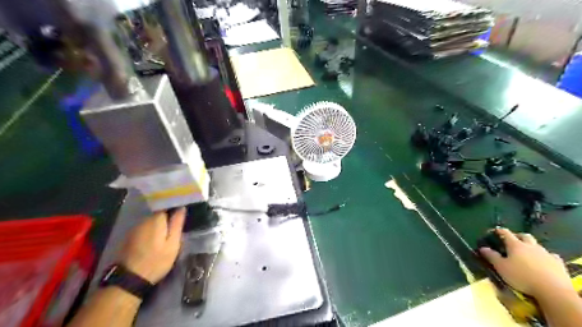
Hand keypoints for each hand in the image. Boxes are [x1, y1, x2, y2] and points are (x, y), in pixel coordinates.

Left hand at [119, 210, 185, 283]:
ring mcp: (134, 229)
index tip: (181, 215)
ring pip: (150, 222)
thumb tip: (181, 208)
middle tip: (175, 228)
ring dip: (158, 226)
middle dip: (166, 219)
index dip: (174, 209)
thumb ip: (177, 224)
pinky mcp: (128, 238)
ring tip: (165, 235)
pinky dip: (150, 232)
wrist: (129, 280)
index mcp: (156, 220)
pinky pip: (143, 229)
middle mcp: (143, 221)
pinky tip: (153, 241)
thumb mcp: (173, 244)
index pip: (166, 207)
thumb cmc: (156, 261)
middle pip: (158, 214)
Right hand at [477, 229, 571, 296]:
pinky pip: (551, 255)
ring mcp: (546, 254)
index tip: (493, 231)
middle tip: (512, 241)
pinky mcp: (558, 263)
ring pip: (537, 245)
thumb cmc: (522, 277)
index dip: (498, 231)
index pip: (505, 233)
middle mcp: (531, 246)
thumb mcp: (501, 267)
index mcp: (515, 245)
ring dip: (531, 246)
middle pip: (524, 236)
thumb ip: (491, 256)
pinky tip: (544, 261)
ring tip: (526, 253)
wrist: (553, 291)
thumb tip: (483, 248)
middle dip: (517, 236)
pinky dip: (545, 256)